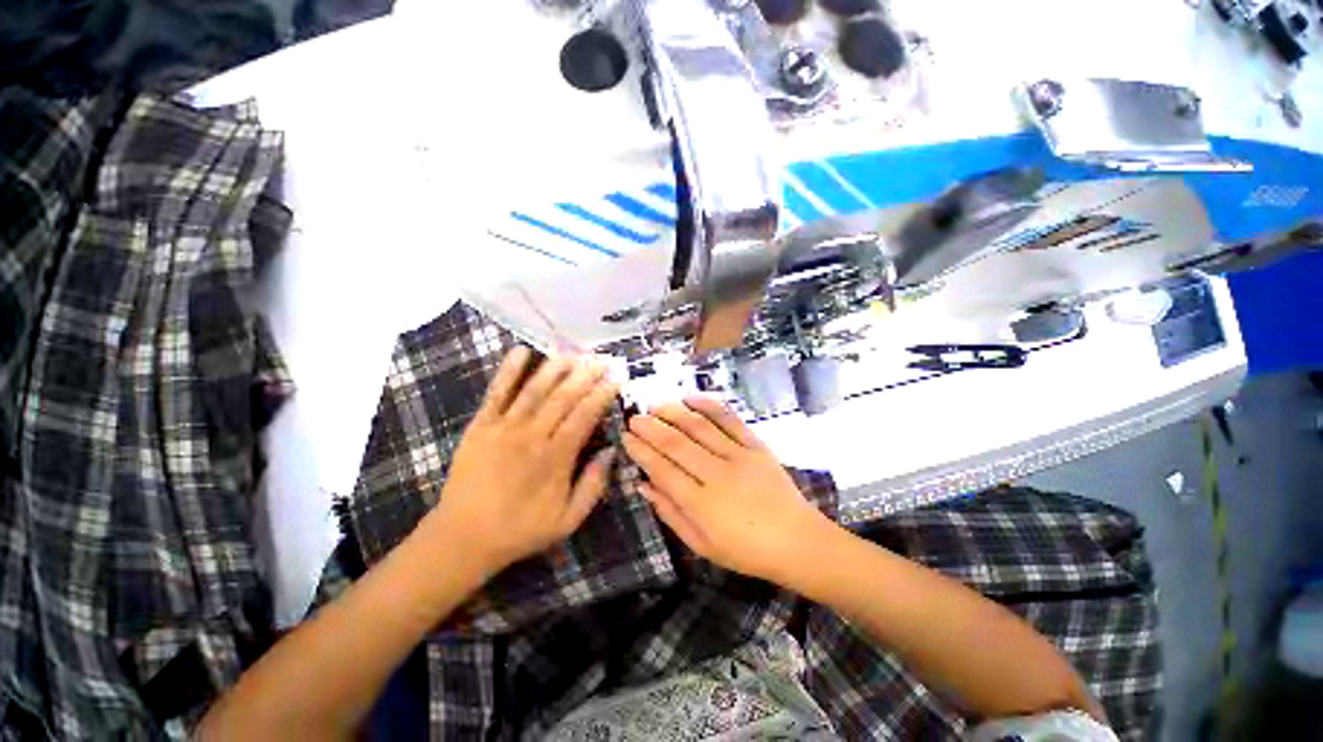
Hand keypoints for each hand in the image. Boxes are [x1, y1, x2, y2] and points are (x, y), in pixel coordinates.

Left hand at [429, 347, 619, 575]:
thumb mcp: (568, 520)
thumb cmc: (520, 529)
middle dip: (585, 375)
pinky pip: (496, 393)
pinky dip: (508, 371)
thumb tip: (611, 451)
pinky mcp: (480, 426)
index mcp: (555, 458)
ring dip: (555, 368)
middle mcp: (532, 436)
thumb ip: (593, 485)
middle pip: (563, 397)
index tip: (615, 380)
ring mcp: (503, 428)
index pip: (584, 416)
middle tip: (601, 359)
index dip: (602, 395)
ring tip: (573, 352)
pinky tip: (521, 351)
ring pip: (534, 390)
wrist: (463, 537)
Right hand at [622, 397, 832, 582]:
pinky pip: (730, 420)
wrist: (798, 542)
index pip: (662, 470)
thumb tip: (643, 486)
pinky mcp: (757, 446)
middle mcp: (718, 475)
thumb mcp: (702, 545)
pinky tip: (691, 398)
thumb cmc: (746, 551)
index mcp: (702, 505)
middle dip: (651, 428)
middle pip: (677, 444)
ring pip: (700, 428)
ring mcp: (739, 457)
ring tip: (656, 405)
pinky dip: (710, 406)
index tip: (626, 437)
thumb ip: (671, 514)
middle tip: (634, 417)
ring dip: (674, 413)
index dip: (641, 452)